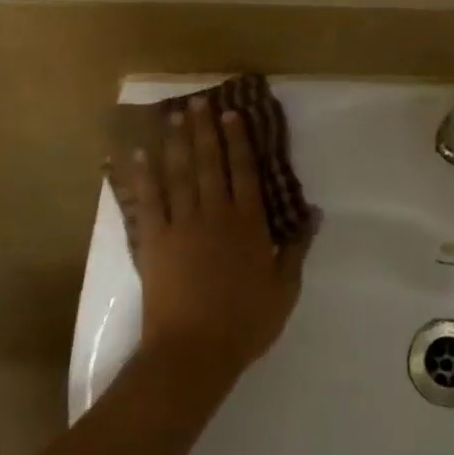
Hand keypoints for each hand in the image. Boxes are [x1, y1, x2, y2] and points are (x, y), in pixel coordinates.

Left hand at [121, 96, 314, 380]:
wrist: (193, 351)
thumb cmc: (245, 322)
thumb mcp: (284, 288)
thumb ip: (297, 248)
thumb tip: (313, 213)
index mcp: (248, 224)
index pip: (244, 172)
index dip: (238, 141)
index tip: (232, 114)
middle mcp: (215, 215)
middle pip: (209, 164)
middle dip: (204, 131)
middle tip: (198, 103)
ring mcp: (181, 226)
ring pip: (179, 175)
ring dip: (176, 144)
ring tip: (173, 117)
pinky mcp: (154, 243)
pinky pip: (148, 202)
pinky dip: (143, 178)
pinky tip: (139, 157)